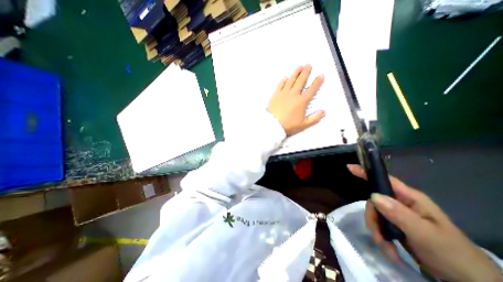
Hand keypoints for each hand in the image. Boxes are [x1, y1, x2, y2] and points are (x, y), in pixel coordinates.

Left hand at [267, 65, 325, 134]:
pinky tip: (285, 77)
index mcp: (301, 101)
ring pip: (291, 80)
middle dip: (306, 72)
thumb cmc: (287, 125)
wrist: (272, 124)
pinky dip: (283, 80)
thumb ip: (314, 118)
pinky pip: (280, 84)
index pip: (312, 89)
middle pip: (301, 80)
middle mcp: (293, 95)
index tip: (320, 76)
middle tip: (309, 65)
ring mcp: (284, 93)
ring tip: (300, 67)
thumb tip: (323, 113)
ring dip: (296, 72)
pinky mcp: (276, 95)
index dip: (317, 82)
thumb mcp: (303, 124)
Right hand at [348, 163, 500, 281]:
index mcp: (410, 198)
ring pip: (375, 214)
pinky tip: (389, 250)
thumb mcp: (425, 233)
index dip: (366, 172)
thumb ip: (399, 213)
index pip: (385, 180)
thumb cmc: (452, 253)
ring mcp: (397, 214)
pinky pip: (379, 225)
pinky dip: (381, 238)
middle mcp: (401, 203)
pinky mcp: (395, 226)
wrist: (469, 281)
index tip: (349, 167)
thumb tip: (373, 195)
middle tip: (378, 236)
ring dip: (376, 231)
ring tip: (387, 248)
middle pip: (374, 201)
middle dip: (373, 218)